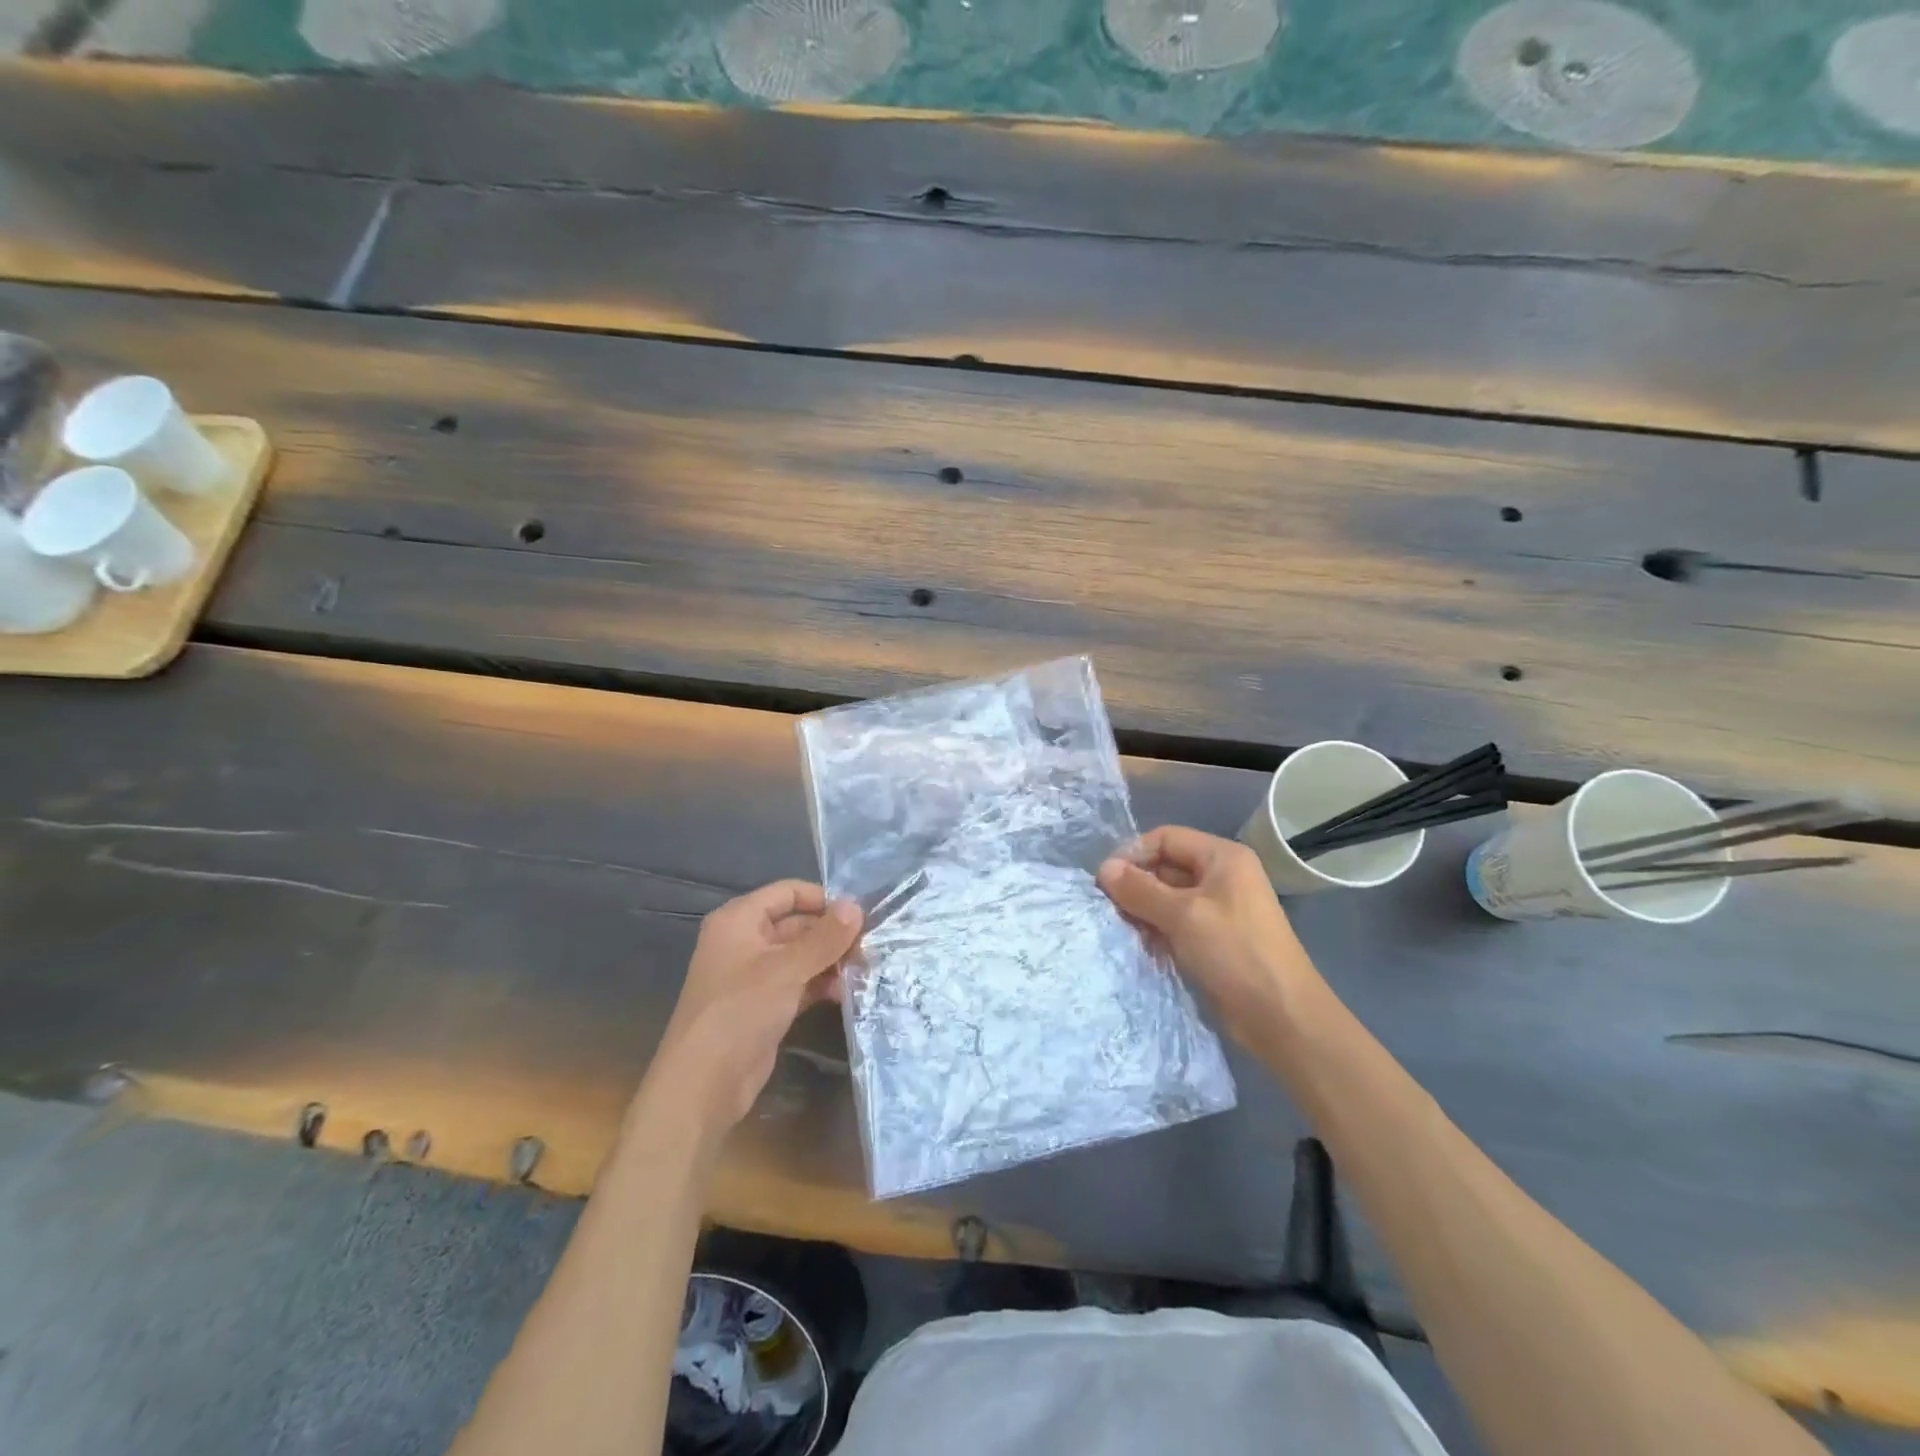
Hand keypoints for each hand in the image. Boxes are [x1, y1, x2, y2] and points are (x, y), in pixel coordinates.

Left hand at [646, 881, 862, 1137]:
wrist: (703, 1085)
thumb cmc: (739, 1011)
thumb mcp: (786, 969)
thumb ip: (824, 937)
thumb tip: (857, 905)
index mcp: (739, 920)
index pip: (787, 892)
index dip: (823, 899)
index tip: (860, 914)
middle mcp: (745, 941)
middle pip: (797, 924)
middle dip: (832, 935)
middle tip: (871, 946)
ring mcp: (754, 976)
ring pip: (801, 956)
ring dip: (831, 961)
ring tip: (865, 970)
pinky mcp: (764, 1006)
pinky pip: (798, 983)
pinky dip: (821, 985)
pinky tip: (848, 993)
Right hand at [1097, 826, 1327, 1050]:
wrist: (1281, 1017)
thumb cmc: (1235, 953)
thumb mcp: (1183, 915)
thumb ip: (1140, 889)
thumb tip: (1103, 868)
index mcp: (1222, 857)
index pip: (1166, 838)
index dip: (1134, 853)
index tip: (1105, 881)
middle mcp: (1220, 877)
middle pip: (1165, 866)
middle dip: (1135, 884)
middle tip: (1107, 907)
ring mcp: (1217, 909)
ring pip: (1166, 897)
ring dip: (1142, 910)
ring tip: (1120, 928)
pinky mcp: (1212, 939)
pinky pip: (1174, 923)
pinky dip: (1155, 930)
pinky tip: (1138, 945)